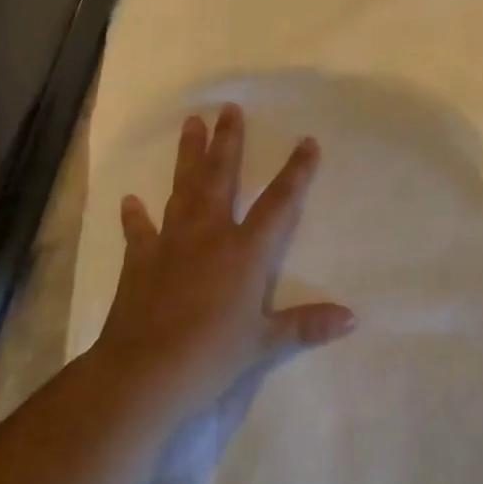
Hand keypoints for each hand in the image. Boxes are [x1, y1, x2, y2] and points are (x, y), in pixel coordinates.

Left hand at [94, 104, 356, 415]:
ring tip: (191, 124)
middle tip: (229, 109)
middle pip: (222, 177)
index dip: (296, 171)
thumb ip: (307, 325)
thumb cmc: (211, 356)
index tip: (306, 140)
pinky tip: (130, 199)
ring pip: (183, 189)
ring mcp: (172, 243)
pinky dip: (135, 216)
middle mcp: (210, 234)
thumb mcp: (264, 343)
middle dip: (228, 142)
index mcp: (245, 251)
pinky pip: (139, 231)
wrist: (143, 375)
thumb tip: (352, 319)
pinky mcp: (140, 260)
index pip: (279, 202)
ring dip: (188, 156)